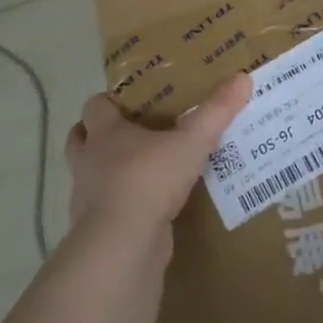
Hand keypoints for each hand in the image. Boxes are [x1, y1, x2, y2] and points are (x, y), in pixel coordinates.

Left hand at [65, 74, 252, 241]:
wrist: (122, 245)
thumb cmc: (149, 180)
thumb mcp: (192, 142)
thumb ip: (216, 112)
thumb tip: (243, 78)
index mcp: (105, 134)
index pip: (94, 107)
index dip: (108, 102)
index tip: (129, 102)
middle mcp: (89, 162)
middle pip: (79, 140)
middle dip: (96, 135)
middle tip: (129, 133)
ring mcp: (87, 199)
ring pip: (89, 177)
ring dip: (107, 173)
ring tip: (141, 171)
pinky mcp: (97, 230)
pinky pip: (107, 211)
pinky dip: (121, 207)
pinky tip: (147, 209)